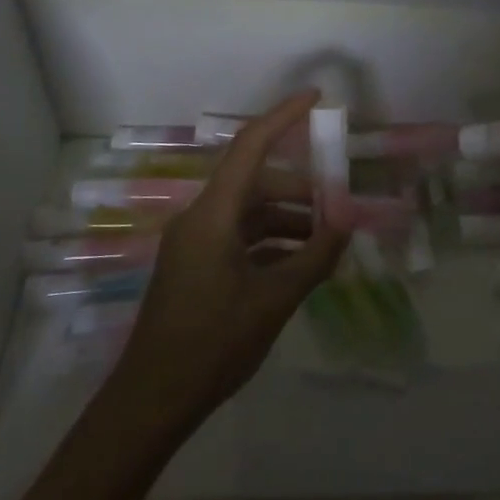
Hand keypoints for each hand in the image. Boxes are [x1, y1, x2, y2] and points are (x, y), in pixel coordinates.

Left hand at [108, 89, 349, 429]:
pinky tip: (301, 264)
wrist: (152, 401)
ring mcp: (196, 243)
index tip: (316, 98)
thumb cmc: (212, 345)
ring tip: (327, 241)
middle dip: (301, 189)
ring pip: (250, 213)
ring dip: (289, 220)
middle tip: (340, 206)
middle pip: (256, 183)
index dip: (283, 116)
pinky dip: (272, 243)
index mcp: (213, 214)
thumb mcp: (273, 300)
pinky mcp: (196, 266)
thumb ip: (315, 256)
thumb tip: (347, 220)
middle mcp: (201, 217)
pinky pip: (240, 238)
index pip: (250, 146)